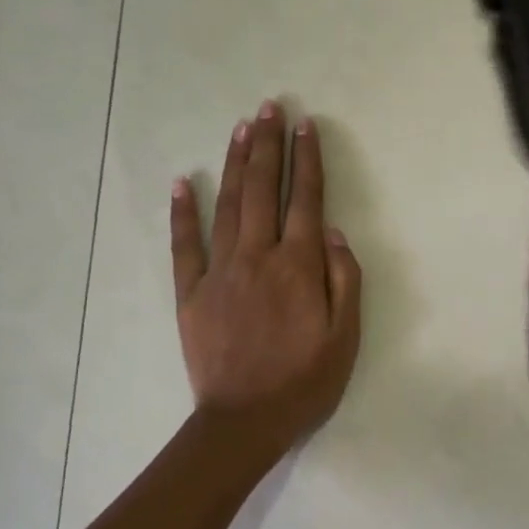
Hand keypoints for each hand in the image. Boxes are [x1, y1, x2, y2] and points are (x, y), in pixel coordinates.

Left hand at [172, 101, 361, 451]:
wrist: (245, 421)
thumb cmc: (304, 382)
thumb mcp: (346, 338)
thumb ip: (345, 281)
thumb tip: (334, 233)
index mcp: (299, 267)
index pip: (306, 201)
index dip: (307, 161)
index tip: (306, 127)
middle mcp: (258, 257)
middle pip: (262, 191)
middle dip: (268, 146)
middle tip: (269, 107)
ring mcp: (220, 272)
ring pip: (228, 206)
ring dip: (235, 163)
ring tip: (242, 128)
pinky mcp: (191, 293)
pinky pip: (185, 244)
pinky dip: (183, 212)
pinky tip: (184, 182)